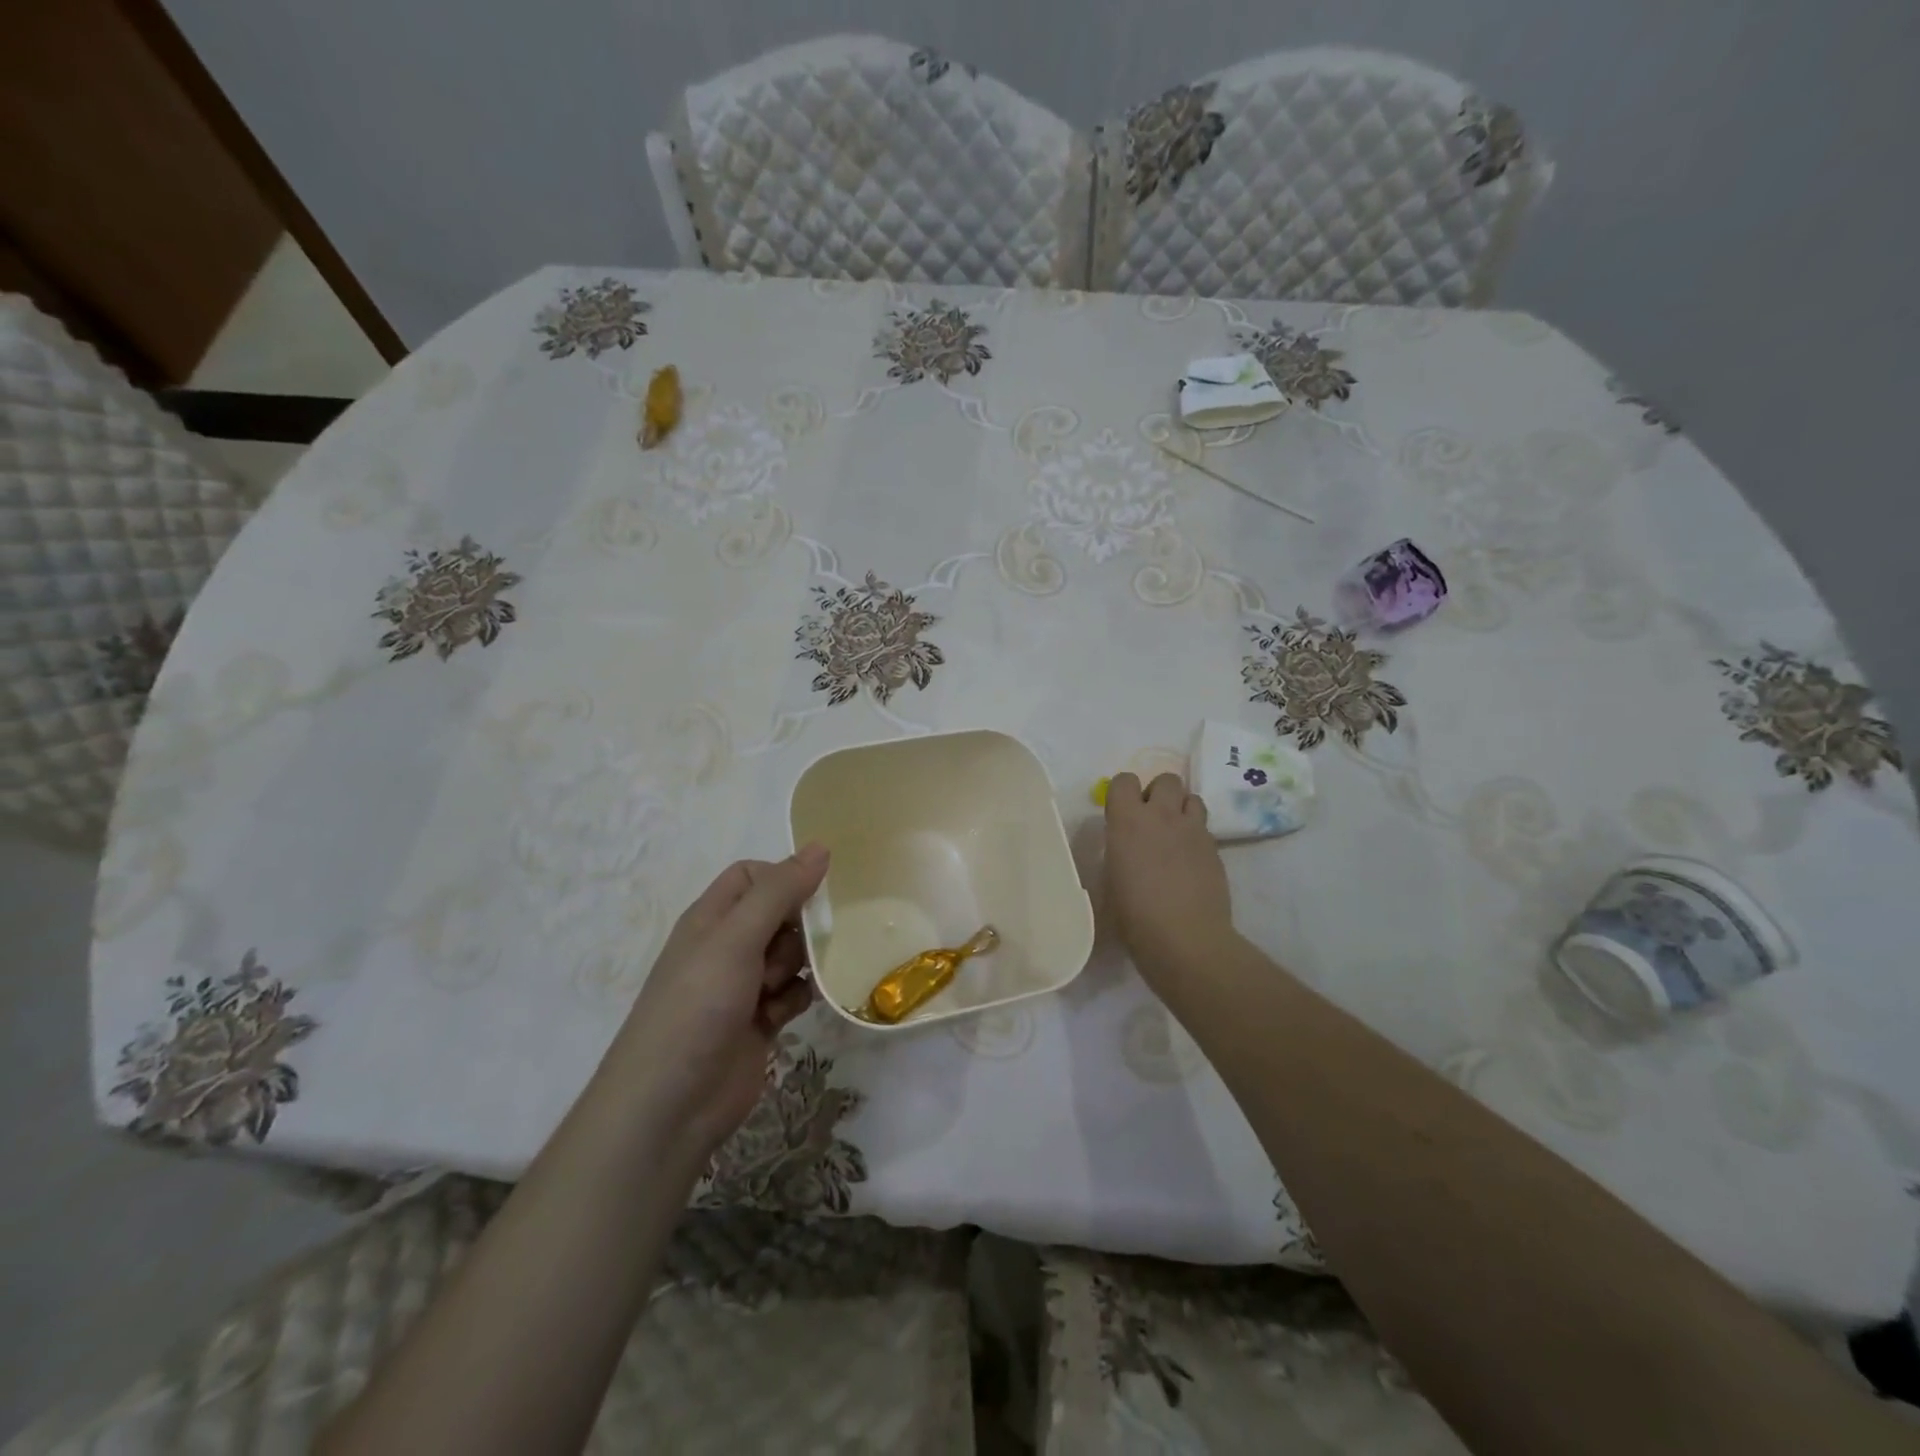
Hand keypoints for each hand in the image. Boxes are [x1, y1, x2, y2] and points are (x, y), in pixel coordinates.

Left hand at [606, 845, 828, 1162]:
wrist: (670, 1105)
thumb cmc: (697, 1007)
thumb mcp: (736, 938)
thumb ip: (780, 891)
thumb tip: (820, 847)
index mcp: (712, 917)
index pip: (753, 875)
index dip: (783, 878)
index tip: (810, 896)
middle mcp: (727, 946)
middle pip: (779, 914)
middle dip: (798, 928)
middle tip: (799, 948)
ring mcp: (742, 986)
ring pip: (791, 955)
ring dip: (798, 966)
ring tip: (779, 989)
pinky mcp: (760, 1022)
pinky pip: (792, 993)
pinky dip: (795, 999)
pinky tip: (785, 1014)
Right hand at [1103, 773, 1234, 981]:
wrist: (1185, 940)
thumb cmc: (1134, 916)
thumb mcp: (1110, 881)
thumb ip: (1117, 853)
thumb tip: (1124, 849)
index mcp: (1127, 821)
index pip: (1124, 781)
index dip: (1122, 793)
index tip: (1120, 813)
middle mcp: (1162, 816)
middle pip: (1166, 779)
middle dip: (1158, 793)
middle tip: (1151, 820)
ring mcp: (1193, 830)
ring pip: (1192, 798)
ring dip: (1181, 809)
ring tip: (1174, 835)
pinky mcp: (1216, 849)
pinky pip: (1205, 828)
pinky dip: (1196, 836)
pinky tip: (1190, 862)